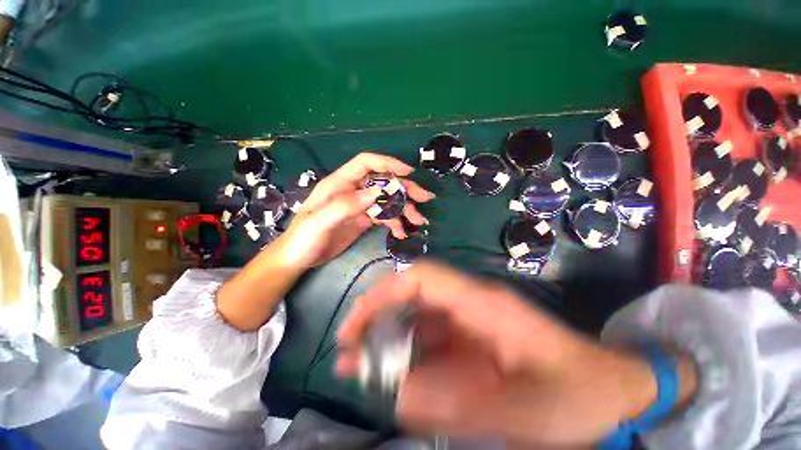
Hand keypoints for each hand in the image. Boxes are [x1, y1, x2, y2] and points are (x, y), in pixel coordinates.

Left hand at [274, 152, 434, 269]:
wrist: (298, 258)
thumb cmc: (303, 239)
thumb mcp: (319, 222)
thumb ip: (345, 205)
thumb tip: (375, 193)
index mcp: (339, 184)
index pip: (366, 163)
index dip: (388, 163)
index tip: (408, 172)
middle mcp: (352, 191)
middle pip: (383, 182)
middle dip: (405, 189)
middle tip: (425, 198)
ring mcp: (359, 206)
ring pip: (387, 201)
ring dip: (404, 209)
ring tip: (418, 221)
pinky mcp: (363, 220)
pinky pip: (384, 216)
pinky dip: (395, 222)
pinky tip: (402, 232)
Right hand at [337, 262, 696, 446]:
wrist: (610, 390)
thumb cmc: (575, 395)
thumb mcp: (519, 410)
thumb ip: (455, 403)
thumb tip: (393, 392)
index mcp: (481, 303)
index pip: (421, 278)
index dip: (384, 293)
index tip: (358, 324)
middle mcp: (468, 302)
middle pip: (411, 292)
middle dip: (376, 314)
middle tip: (349, 346)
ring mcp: (468, 318)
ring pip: (416, 315)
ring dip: (386, 335)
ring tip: (357, 363)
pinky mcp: (469, 336)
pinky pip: (428, 337)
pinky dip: (404, 351)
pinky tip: (389, 373)